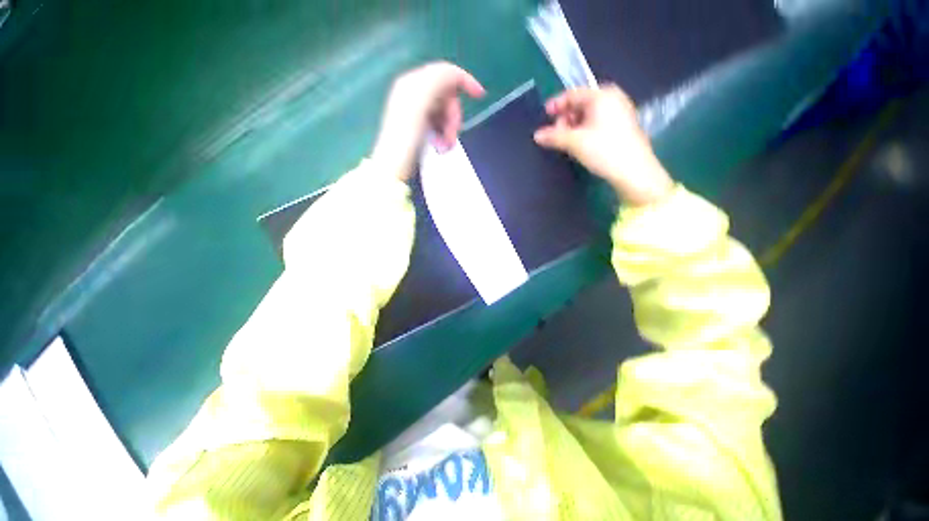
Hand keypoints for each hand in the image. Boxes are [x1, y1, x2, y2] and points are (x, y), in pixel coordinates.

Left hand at [372, 62, 485, 181]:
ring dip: (450, 129)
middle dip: (454, 115)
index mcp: (414, 82)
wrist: (394, 165)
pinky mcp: (421, 127)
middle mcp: (415, 93)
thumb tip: (455, 75)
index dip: (465, 80)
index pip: (445, 72)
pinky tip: (441, 146)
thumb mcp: (421, 103)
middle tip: (451, 134)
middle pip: (448, 95)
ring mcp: (418, 111)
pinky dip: (445, 135)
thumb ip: (438, 82)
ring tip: (445, 145)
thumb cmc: (406, 137)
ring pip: (446, 112)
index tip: (480, 95)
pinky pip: (441, 124)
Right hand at [534, 85, 673, 205]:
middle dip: (565, 118)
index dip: (557, 104)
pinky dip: (585, 130)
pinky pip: (598, 123)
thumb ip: (554, 136)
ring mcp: (620, 112)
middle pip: (581, 104)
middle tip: (555, 134)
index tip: (544, 115)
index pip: (573, 94)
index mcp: (602, 95)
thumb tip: (537, 135)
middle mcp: (613, 99)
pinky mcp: (622, 127)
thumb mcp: (575, 142)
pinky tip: (579, 144)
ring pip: (589, 115)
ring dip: (573, 126)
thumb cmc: (604, 150)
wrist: (633, 171)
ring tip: (565, 141)